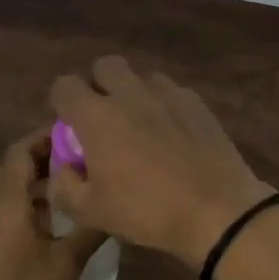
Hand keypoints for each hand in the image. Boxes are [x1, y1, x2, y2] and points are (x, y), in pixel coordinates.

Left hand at [0, 130, 104, 279]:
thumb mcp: (68, 261)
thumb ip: (91, 227)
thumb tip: (114, 203)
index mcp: (5, 202)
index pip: (19, 151)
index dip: (44, 138)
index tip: (75, 134)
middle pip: (10, 166)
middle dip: (41, 156)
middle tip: (77, 157)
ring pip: (3, 187)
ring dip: (30, 178)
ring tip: (67, 183)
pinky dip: (21, 199)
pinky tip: (48, 216)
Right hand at [48, 56, 274, 267]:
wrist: (216, 210)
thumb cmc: (147, 211)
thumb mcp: (91, 213)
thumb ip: (64, 186)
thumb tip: (64, 168)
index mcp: (97, 116)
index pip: (64, 85)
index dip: (62, 103)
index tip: (70, 126)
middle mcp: (129, 94)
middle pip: (105, 66)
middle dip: (99, 85)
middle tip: (105, 119)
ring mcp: (167, 93)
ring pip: (141, 77)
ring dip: (134, 93)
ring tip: (142, 126)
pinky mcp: (197, 102)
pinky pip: (172, 92)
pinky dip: (164, 105)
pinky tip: (173, 134)